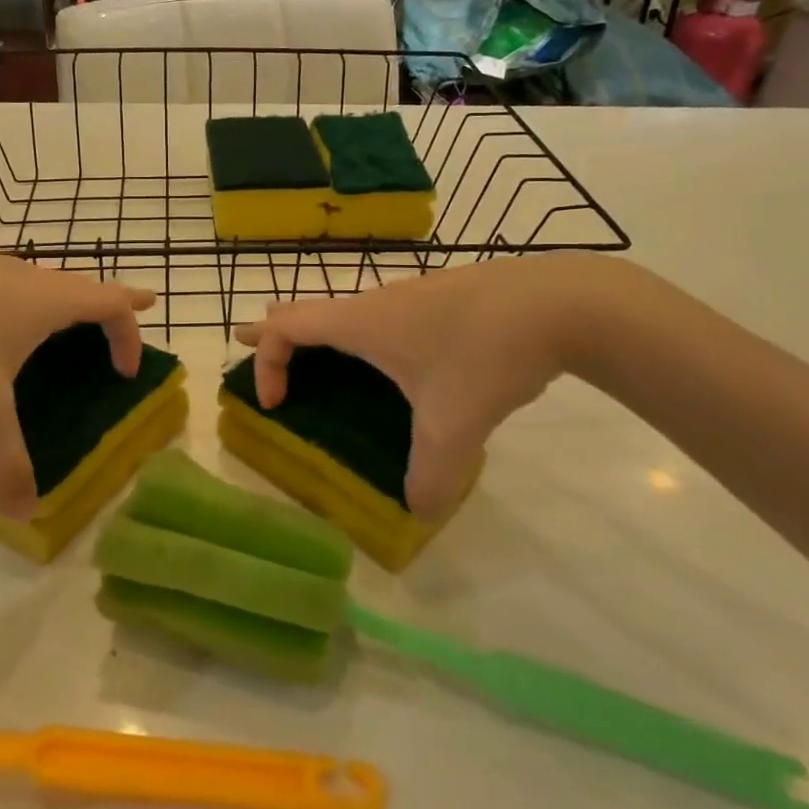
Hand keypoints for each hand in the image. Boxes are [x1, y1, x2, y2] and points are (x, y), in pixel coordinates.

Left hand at [0, 250, 153, 519]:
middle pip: (79, 287)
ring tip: (51, 329)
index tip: (130, 366)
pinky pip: (0, 285)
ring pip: (37, 282)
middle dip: (102, 308)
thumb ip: (6, 463)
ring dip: (56, 304)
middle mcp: (23, 276)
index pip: (110, 302)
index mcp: (46, 301)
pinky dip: (14, 304)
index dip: (130, 331)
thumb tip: (24, 513)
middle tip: (112, 326)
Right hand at [236, 254, 616, 519]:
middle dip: (275, 331)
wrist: (558, 302)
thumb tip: (418, 511)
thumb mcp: (454, 427)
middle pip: (307, 309)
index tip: (274, 405)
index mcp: (361, 324)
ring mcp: (411, 296)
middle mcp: (377, 303)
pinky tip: (397, 360)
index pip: (286, 328)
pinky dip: (363, 334)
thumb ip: (431, 477)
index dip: (266, 362)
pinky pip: (383, 316)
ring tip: (320, 356)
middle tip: (250, 343)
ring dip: (322, 333)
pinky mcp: (442, 299)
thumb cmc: (485, 355)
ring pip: (348, 311)